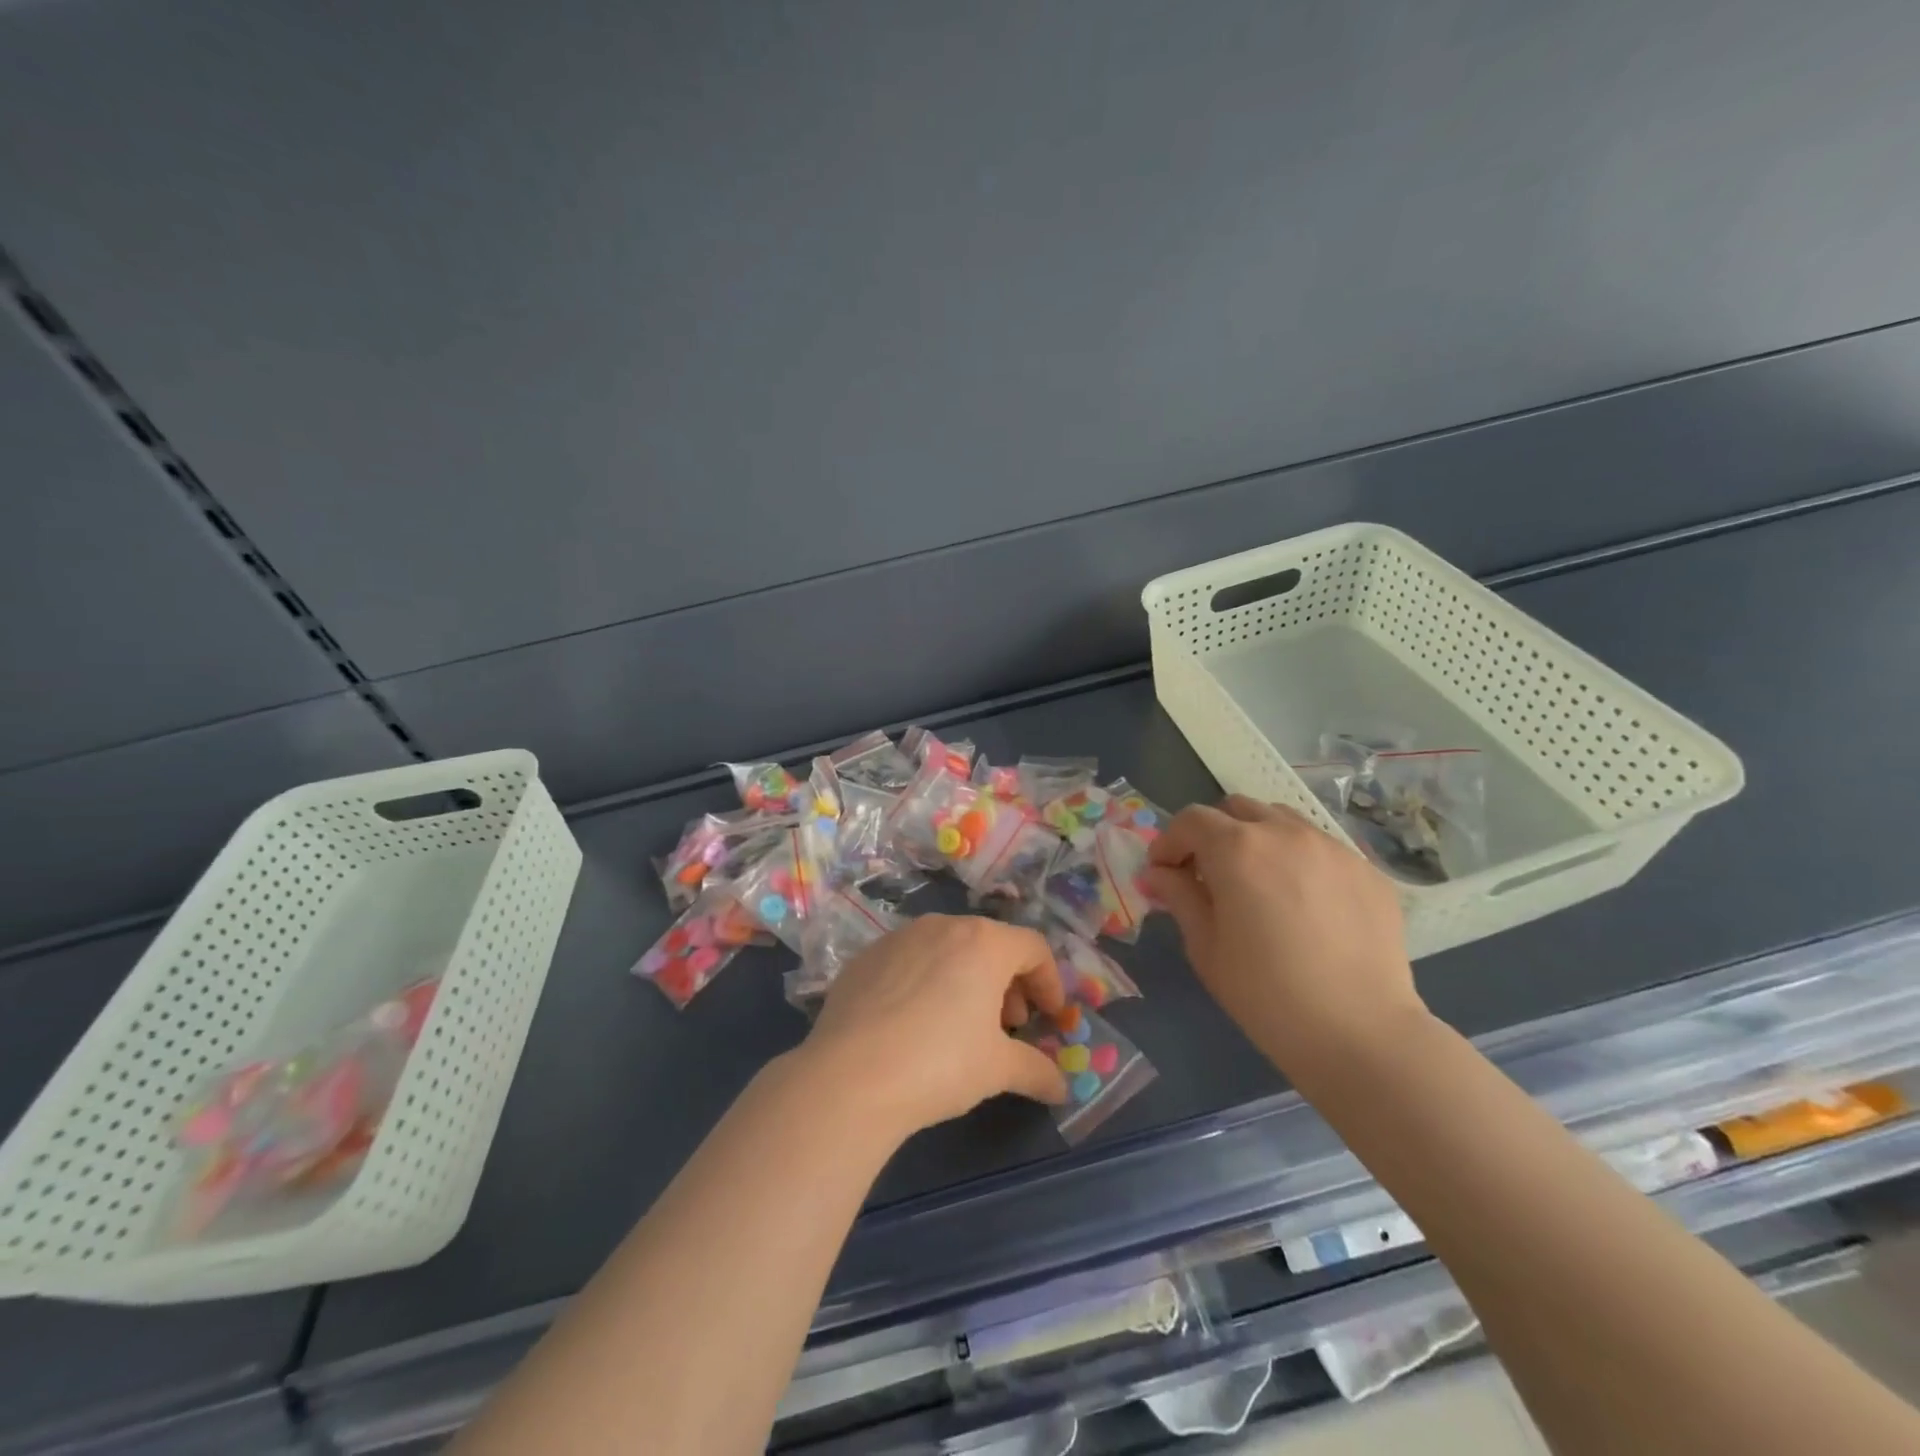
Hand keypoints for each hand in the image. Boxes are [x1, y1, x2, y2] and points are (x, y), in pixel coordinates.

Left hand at [801, 915, 1069, 1137]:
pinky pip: (910, 961)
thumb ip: (1036, 1070)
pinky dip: (926, 982)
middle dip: (1008, 982)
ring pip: (948, 948)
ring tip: (963, 1024)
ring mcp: (899, 937)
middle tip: (1009, 1024)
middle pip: (990, 944)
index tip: (1050, 1016)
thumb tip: (1061, 1088)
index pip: (1033, 947)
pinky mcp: (866, 957)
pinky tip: (915, 1023)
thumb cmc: (939, 1064)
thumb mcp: (997, 1070)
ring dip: (967, 979)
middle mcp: (943, 926)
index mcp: (984, 942)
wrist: (849, 1077)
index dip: (1049, 981)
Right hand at [1142, 796, 1424, 1074]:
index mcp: (1237, 848)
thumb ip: (1180, 896)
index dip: (1169, 842)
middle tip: (1208, 874)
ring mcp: (1332, 847)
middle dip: (1213, 833)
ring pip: (1281, 820)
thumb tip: (1161, 873)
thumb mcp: (1205, 947)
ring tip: (1259, 883)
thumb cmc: (1266, 994)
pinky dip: (1299, 860)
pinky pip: (1321, 848)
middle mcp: (1285, 833)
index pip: (1191, 820)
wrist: (1360, 1033)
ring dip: (1257, 839)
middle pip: (1236, 808)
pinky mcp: (1367, 870)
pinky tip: (1304, 905)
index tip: (1164, 873)